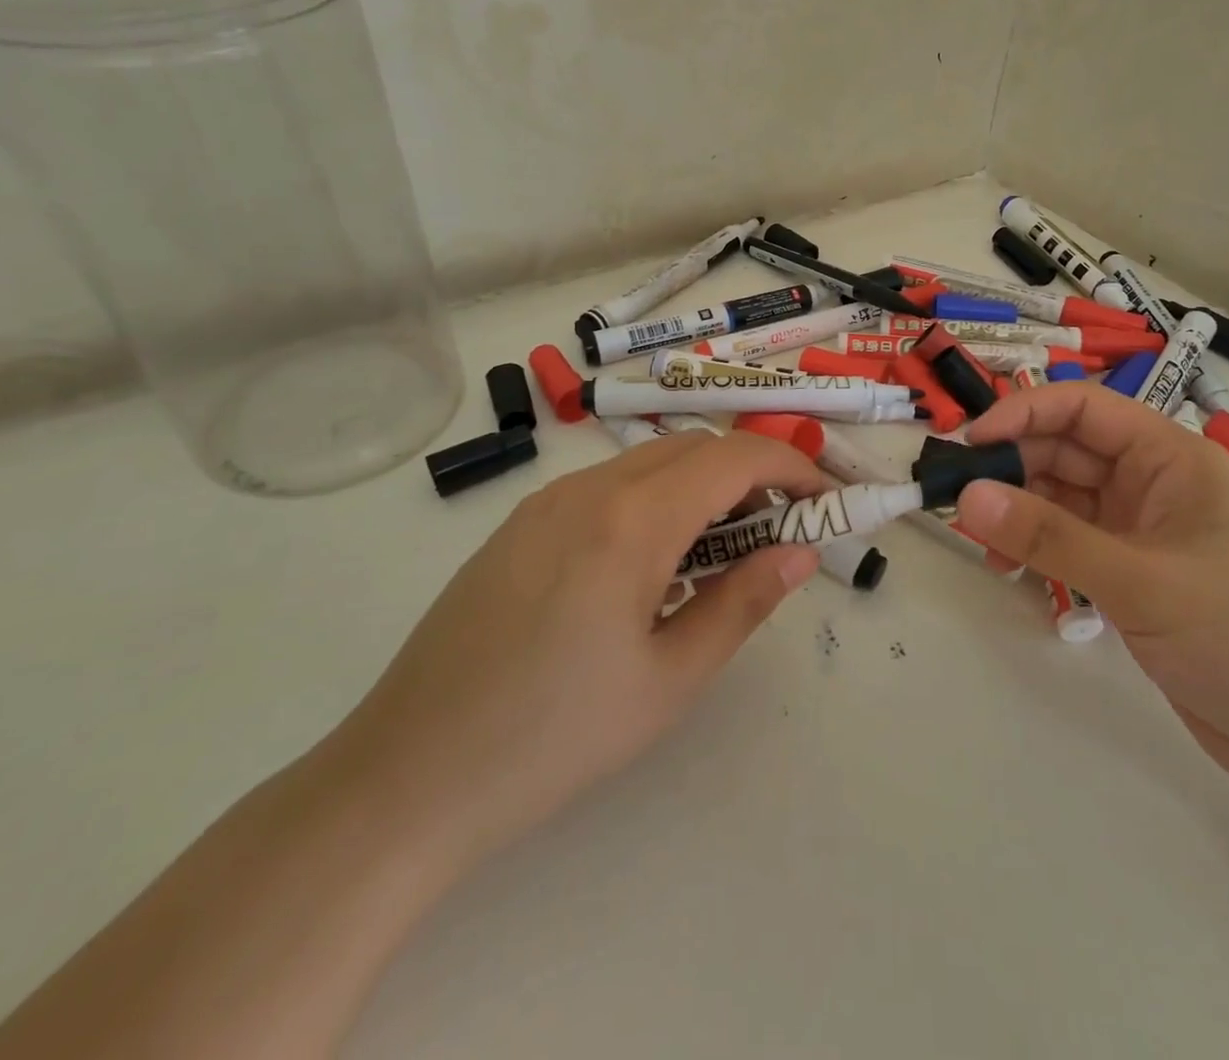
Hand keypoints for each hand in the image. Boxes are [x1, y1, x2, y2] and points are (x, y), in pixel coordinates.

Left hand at [332, 432, 827, 863]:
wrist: (405, 779)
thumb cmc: (554, 738)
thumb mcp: (670, 679)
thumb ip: (744, 603)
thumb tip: (800, 552)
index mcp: (630, 519)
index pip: (732, 456)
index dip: (790, 465)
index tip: (823, 501)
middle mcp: (587, 488)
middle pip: (691, 448)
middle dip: (749, 473)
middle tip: (777, 533)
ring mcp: (546, 501)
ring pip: (648, 463)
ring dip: (700, 488)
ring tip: (719, 557)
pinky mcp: (520, 525)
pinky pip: (607, 487)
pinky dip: (654, 502)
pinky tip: (650, 568)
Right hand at [956, 385, 1228, 797]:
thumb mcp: (1144, 582)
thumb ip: (1051, 537)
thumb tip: (967, 494)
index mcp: (1170, 458)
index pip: (1083, 409)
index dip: (1022, 415)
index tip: (968, 445)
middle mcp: (1152, 485)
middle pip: (1065, 452)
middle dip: (1011, 468)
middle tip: (956, 502)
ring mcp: (1142, 533)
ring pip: (1062, 500)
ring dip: (1018, 513)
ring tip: (979, 544)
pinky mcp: (1134, 577)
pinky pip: (1069, 544)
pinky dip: (1035, 550)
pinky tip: (1008, 570)